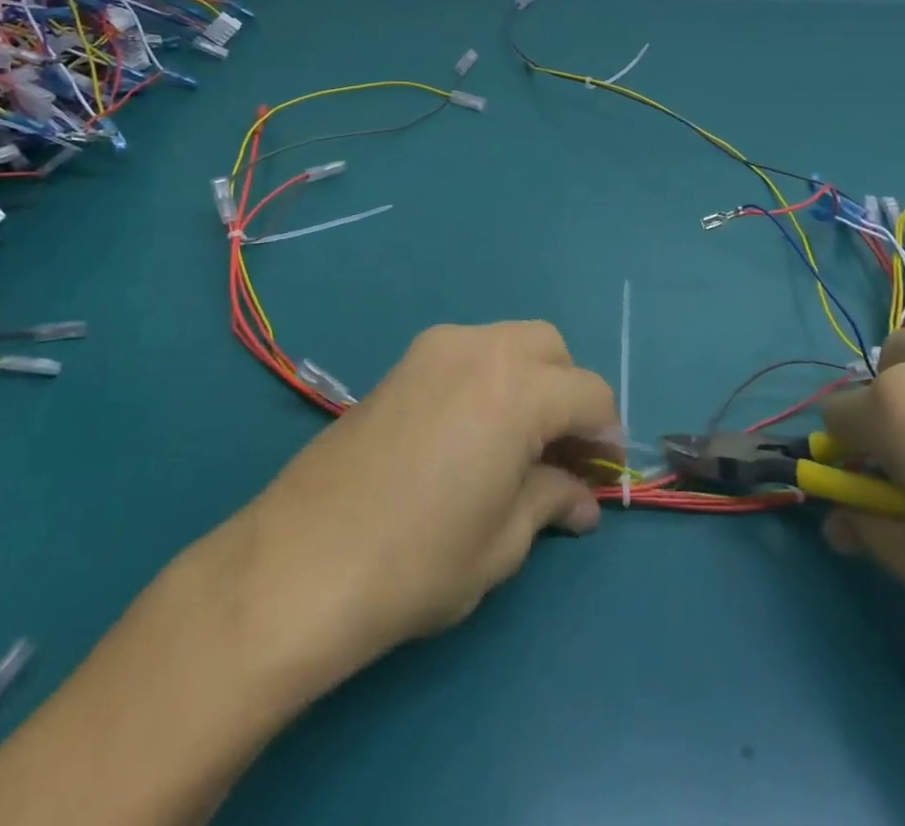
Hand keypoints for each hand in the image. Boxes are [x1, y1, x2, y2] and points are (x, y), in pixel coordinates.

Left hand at [190, 321, 618, 683]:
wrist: (299, 563)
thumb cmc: (416, 561)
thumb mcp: (501, 542)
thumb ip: (550, 501)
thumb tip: (580, 498)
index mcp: (517, 389)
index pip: (590, 393)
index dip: (605, 434)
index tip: (601, 473)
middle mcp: (480, 349)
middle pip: (551, 348)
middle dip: (568, 392)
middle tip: (560, 451)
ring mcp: (434, 348)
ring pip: (507, 341)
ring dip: (528, 379)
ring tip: (516, 441)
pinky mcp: (401, 362)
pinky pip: (467, 352)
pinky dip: (488, 377)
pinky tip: (470, 432)